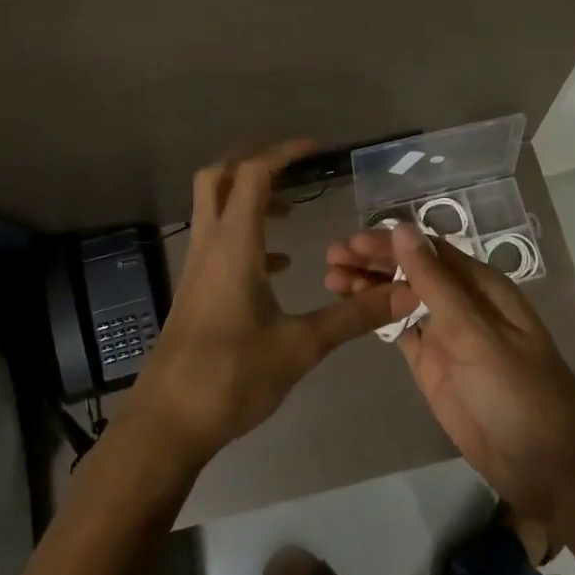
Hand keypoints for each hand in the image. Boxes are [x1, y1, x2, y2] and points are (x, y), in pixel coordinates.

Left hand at [129, 140, 402, 465]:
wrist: (168, 424)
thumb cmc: (232, 377)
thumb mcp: (301, 346)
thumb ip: (354, 316)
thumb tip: (406, 293)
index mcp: (234, 246)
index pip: (253, 175)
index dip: (283, 153)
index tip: (317, 150)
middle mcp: (210, 246)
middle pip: (217, 177)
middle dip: (253, 161)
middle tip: (294, 166)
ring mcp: (197, 268)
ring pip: (213, 209)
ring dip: (248, 198)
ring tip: (293, 213)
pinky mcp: (195, 291)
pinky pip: (218, 243)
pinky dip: (246, 236)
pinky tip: (278, 267)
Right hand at [324, 221, 574, 519]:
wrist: (546, 464)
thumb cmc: (517, 390)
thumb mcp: (475, 331)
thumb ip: (436, 282)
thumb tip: (403, 228)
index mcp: (480, 286)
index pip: (427, 250)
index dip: (387, 243)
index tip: (348, 242)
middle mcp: (462, 304)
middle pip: (411, 271)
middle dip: (372, 261)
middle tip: (329, 259)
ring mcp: (446, 337)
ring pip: (401, 300)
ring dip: (369, 287)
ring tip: (330, 281)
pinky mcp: (433, 368)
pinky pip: (401, 333)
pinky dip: (377, 319)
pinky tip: (351, 310)